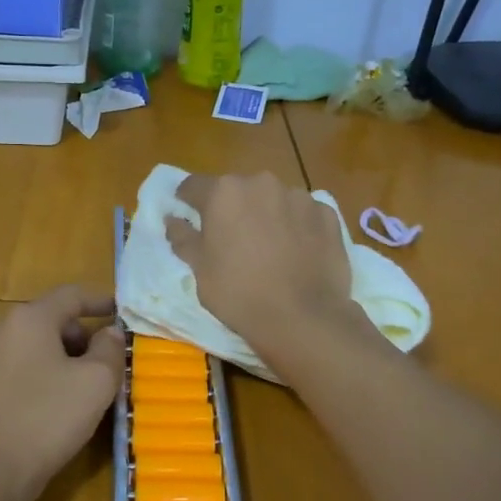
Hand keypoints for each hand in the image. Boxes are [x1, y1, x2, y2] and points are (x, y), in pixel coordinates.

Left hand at [0, 286, 124, 500]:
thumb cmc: (44, 423)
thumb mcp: (96, 385)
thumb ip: (110, 350)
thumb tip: (109, 333)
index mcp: (27, 320)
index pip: (70, 295)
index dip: (98, 300)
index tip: (117, 311)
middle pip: (43, 322)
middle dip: (73, 338)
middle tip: (96, 366)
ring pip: (18, 349)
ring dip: (46, 361)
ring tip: (65, 393)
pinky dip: (20, 382)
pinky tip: (29, 414)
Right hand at [165, 172, 361, 364]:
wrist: (303, 318)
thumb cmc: (239, 293)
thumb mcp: (199, 270)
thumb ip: (183, 237)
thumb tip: (172, 219)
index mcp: (224, 192)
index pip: (193, 186)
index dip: (187, 202)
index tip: (188, 218)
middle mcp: (261, 183)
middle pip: (238, 190)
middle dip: (232, 209)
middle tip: (232, 241)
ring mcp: (299, 196)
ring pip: (273, 200)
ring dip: (267, 215)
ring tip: (270, 249)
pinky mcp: (327, 214)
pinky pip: (304, 214)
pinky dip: (297, 227)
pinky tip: (298, 254)